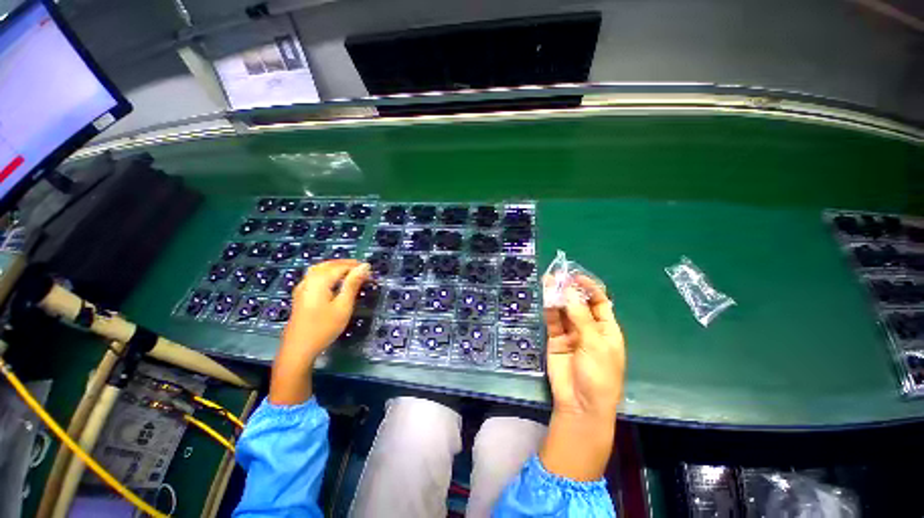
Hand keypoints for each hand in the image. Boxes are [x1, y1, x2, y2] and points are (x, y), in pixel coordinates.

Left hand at [269, 259, 370, 404]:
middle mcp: (309, 280)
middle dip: (346, 264)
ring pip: (320, 269)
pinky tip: (332, 281)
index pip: (341, 266)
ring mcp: (302, 287)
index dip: (356, 267)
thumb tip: (364, 266)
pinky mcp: (300, 295)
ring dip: (336, 267)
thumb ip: (353, 284)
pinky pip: (314, 276)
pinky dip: (327, 273)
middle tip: (362, 270)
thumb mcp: (343, 306)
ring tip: (350, 272)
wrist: (298, 348)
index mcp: (320, 280)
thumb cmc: (324, 327)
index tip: (371, 272)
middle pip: (328, 264)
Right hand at [539, 275, 625, 480]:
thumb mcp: (594, 343)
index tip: (576, 276)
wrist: (580, 404)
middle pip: (579, 303)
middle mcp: (589, 328)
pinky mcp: (555, 339)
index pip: (600, 302)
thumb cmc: (598, 374)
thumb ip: (580, 316)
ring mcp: (571, 333)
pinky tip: (545, 298)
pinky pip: (553, 321)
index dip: (589, 288)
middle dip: (570, 290)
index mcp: (607, 329)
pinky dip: (549, 309)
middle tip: (558, 276)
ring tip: (548, 281)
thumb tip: (569, 290)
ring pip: (564, 310)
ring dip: (557, 296)